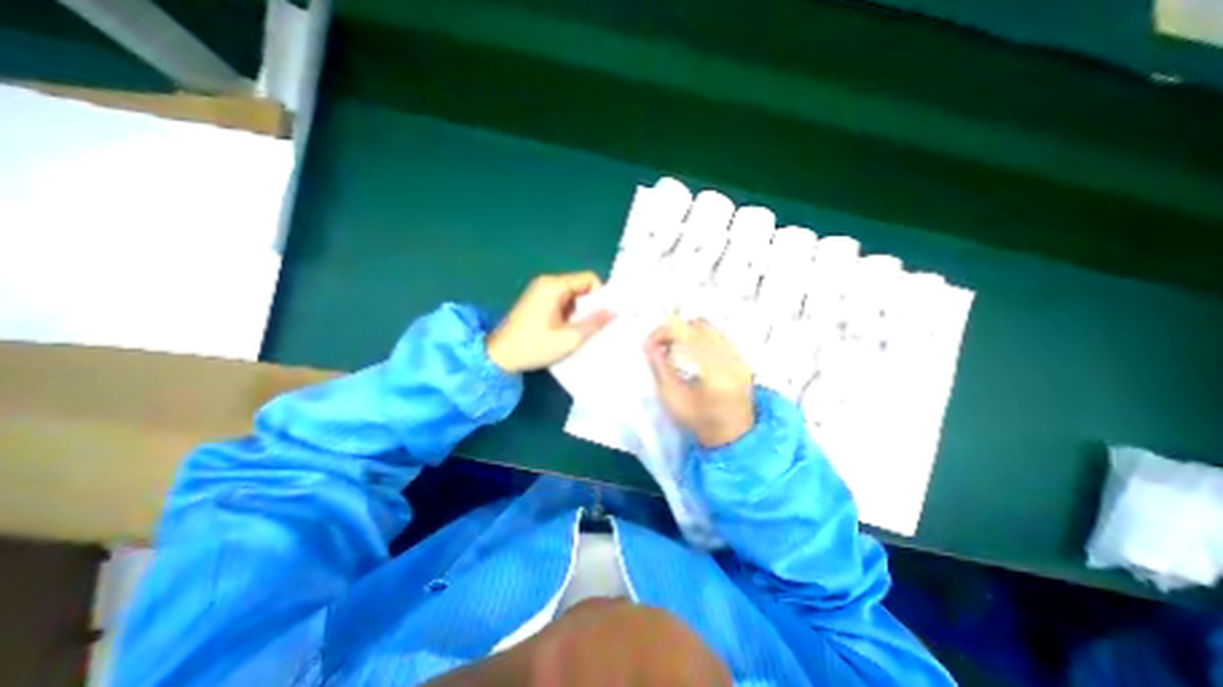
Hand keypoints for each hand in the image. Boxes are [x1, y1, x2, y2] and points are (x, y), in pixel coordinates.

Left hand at [487, 270, 610, 372]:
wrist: (499, 356)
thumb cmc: (534, 346)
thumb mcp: (569, 338)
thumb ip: (595, 323)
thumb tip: (615, 311)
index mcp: (554, 286)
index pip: (589, 279)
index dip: (601, 296)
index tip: (602, 316)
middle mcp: (548, 283)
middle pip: (581, 286)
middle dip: (590, 306)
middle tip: (591, 327)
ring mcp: (541, 291)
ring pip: (573, 295)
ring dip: (580, 312)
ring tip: (577, 332)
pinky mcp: (537, 301)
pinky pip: (563, 301)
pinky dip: (569, 314)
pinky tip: (566, 331)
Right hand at [642, 315, 755, 444]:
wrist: (733, 435)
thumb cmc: (700, 421)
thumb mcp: (673, 399)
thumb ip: (660, 369)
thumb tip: (649, 346)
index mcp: (713, 373)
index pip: (687, 334)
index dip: (664, 332)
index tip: (651, 344)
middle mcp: (730, 360)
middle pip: (699, 325)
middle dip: (676, 330)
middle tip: (662, 345)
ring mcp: (740, 358)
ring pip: (710, 328)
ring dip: (688, 332)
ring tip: (675, 348)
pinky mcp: (742, 358)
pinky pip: (719, 336)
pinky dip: (701, 338)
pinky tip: (692, 353)